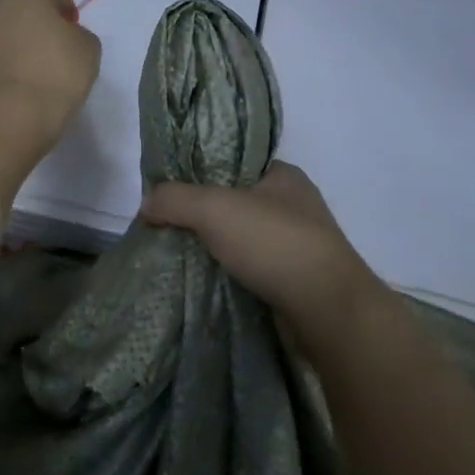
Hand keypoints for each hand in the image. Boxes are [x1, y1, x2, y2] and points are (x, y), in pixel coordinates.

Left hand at [0, 0, 102, 145]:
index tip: (69, 26)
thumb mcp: (88, 49)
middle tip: (47, 47)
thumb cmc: (55, 75)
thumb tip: (64, 35)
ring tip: (25, 71)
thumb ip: (77, 32)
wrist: (9, 115)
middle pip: (15, 1)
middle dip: (30, 18)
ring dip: (9, 39)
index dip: (60, 1)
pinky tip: (6, 85)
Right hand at [141, 162, 387, 351]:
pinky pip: (247, 268)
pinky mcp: (290, 280)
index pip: (232, 162)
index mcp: (282, 175)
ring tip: (173, 252)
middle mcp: (291, 205)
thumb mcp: (215, 209)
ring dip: (211, 246)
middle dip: (200, 214)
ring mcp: (294, 244)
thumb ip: (176, 199)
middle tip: (163, 223)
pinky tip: (198, 278)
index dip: (198, 171)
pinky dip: (225, 272)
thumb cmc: (275, 244)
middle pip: (232, 201)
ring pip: (238, 238)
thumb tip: (146, 204)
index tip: (167, 188)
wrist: (327, 311)